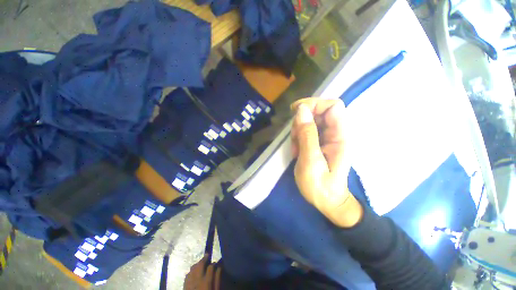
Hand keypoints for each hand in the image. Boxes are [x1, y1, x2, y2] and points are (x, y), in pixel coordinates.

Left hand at [184, 254, 220, 289]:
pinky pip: (187, 275)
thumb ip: (217, 278)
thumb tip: (219, 266)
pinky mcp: (184, 286)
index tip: (217, 262)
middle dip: (204, 258)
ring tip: (201, 263)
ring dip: (197, 264)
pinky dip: (191, 271)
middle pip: (200, 264)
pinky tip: (194, 272)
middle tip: (207, 254)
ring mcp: (189, 282)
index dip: (214, 263)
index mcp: (206, 281)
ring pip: (192, 268)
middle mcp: (197, 280)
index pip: (211, 266)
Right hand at [291, 98, 362, 227]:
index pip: (333, 106)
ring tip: (295, 149)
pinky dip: (298, 137)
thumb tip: (301, 110)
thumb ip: (307, 135)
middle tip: (294, 138)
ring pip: (310, 121)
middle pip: (319, 112)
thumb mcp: (310, 161)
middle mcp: (336, 133)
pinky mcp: (320, 143)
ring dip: (298, 131)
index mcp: (340, 136)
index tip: (295, 110)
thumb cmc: (320, 186)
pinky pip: (307, 131)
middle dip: (302, 121)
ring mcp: (328, 138)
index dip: (314, 104)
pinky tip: (296, 150)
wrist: (327, 202)